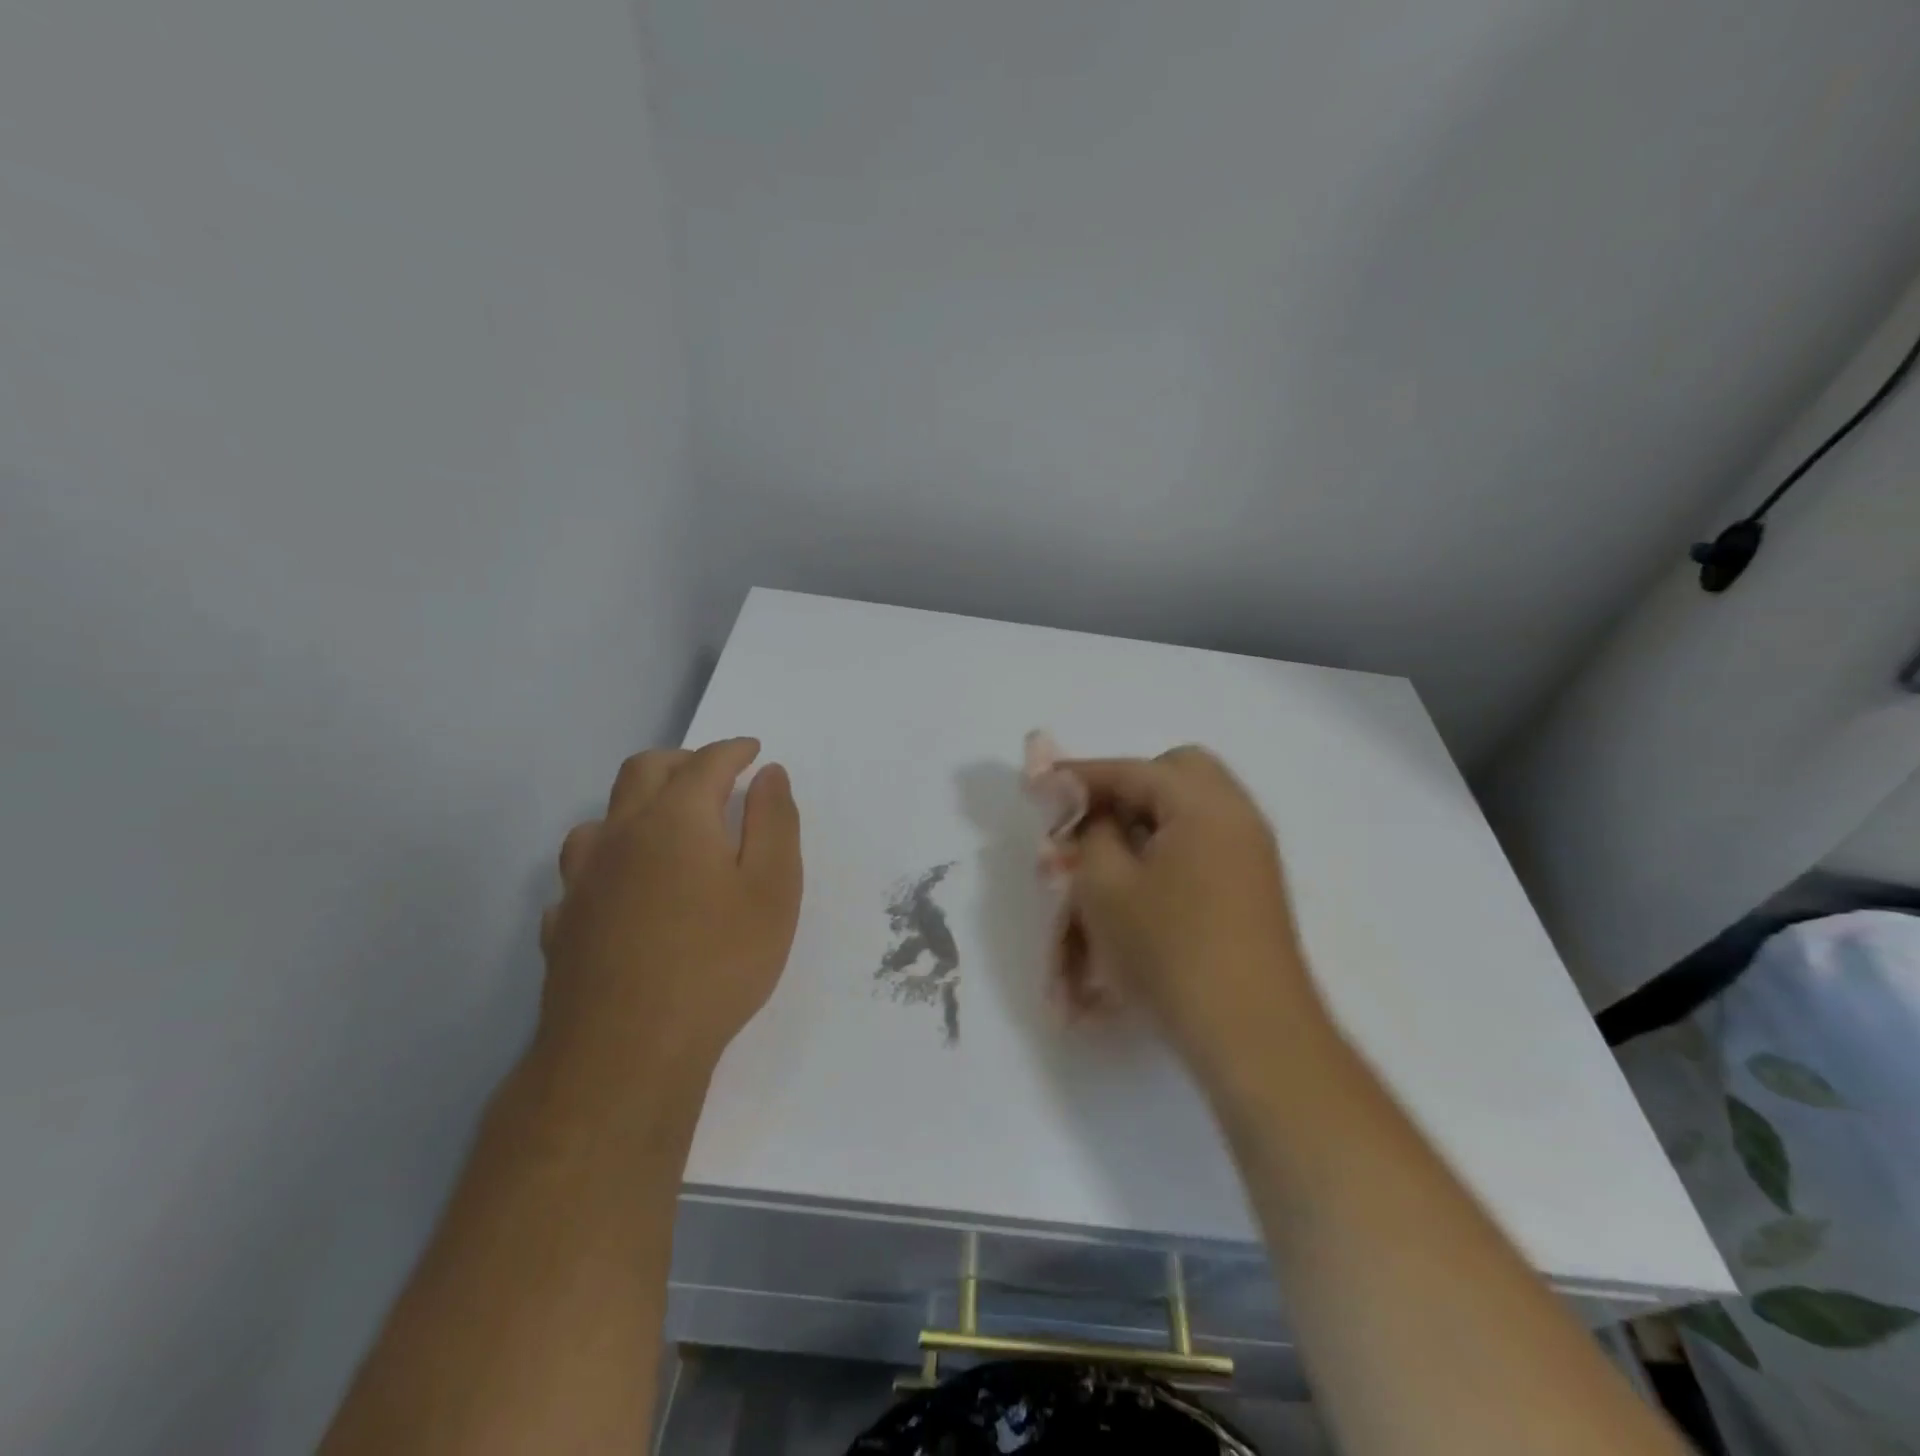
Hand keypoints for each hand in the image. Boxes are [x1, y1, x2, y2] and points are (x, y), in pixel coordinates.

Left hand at [535, 738, 802, 1099]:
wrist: (627, 1051)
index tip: (753, 751)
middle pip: (643, 771)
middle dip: (681, 761)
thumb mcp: (773, 889)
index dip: (733, 751)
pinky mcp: (563, 923)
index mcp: (675, 818)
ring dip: (636, 806)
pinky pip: (583, 873)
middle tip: (712, 774)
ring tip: (664, 827)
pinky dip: (610, 862)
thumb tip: (769, 773)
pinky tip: (623, 889)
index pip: (706, 762)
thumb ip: (774, 822)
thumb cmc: (718, 962)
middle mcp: (621, 835)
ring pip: (602, 818)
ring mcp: (583, 880)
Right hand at [1062, 746, 1327, 1080]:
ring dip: (1147, 820)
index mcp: (1203, 804)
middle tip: (1090, 820)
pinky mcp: (1254, 887)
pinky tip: (1140, 885)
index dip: (1080, 775)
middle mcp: (1236, 815)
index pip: (1131, 770)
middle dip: (1126, 787)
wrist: (1250, 1034)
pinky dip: (1169, 846)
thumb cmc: (1169, 951)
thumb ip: (1089, 832)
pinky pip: (1205, 843)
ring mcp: (1251, 852)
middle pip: (1176, 773)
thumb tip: (1090, 813)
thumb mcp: (1105, 886)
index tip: (1039, 785)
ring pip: (1191, 809)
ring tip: (1107, 857)